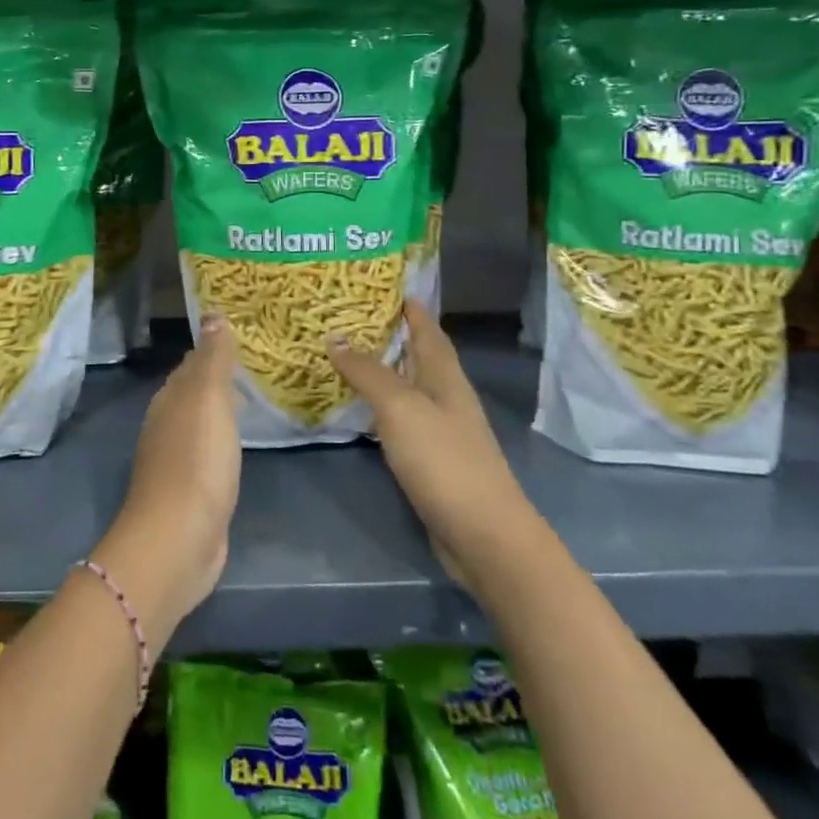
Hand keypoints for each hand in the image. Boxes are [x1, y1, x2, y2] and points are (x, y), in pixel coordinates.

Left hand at [92, 314, 241, 640]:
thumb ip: (213, 359)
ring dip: (221, 410)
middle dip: (217, 378)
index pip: (191, 364)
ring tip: (253, 400)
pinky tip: (239, 446)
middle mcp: (167, 425)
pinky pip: (209, 454)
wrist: (178, 540)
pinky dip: (223, 442)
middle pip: (193, 393)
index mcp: (170, 400)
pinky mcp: (190, 492)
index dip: (213, 350)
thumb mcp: (208, 400)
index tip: (242, 337)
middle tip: (256, 365)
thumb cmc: (196, 462)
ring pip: (200, 423)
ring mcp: (176, 461)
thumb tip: (212, 314)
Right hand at [327, 299, 531, 589]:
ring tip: (346, 353)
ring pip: (409, 386)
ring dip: (383, 369)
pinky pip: (402, 418)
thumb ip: (368, 373)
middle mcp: (446, 395)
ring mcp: (441, 429)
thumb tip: (335, 337)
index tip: (379, 283)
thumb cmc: (444, 461)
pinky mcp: (432, 458)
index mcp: (444, 375)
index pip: (427, 327)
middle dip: (390, 333)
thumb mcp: (401, 408)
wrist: (483, 535)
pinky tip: (360, 408)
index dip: (407, 304)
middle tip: (347, 315)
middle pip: (418, 354)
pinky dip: (381, 405)